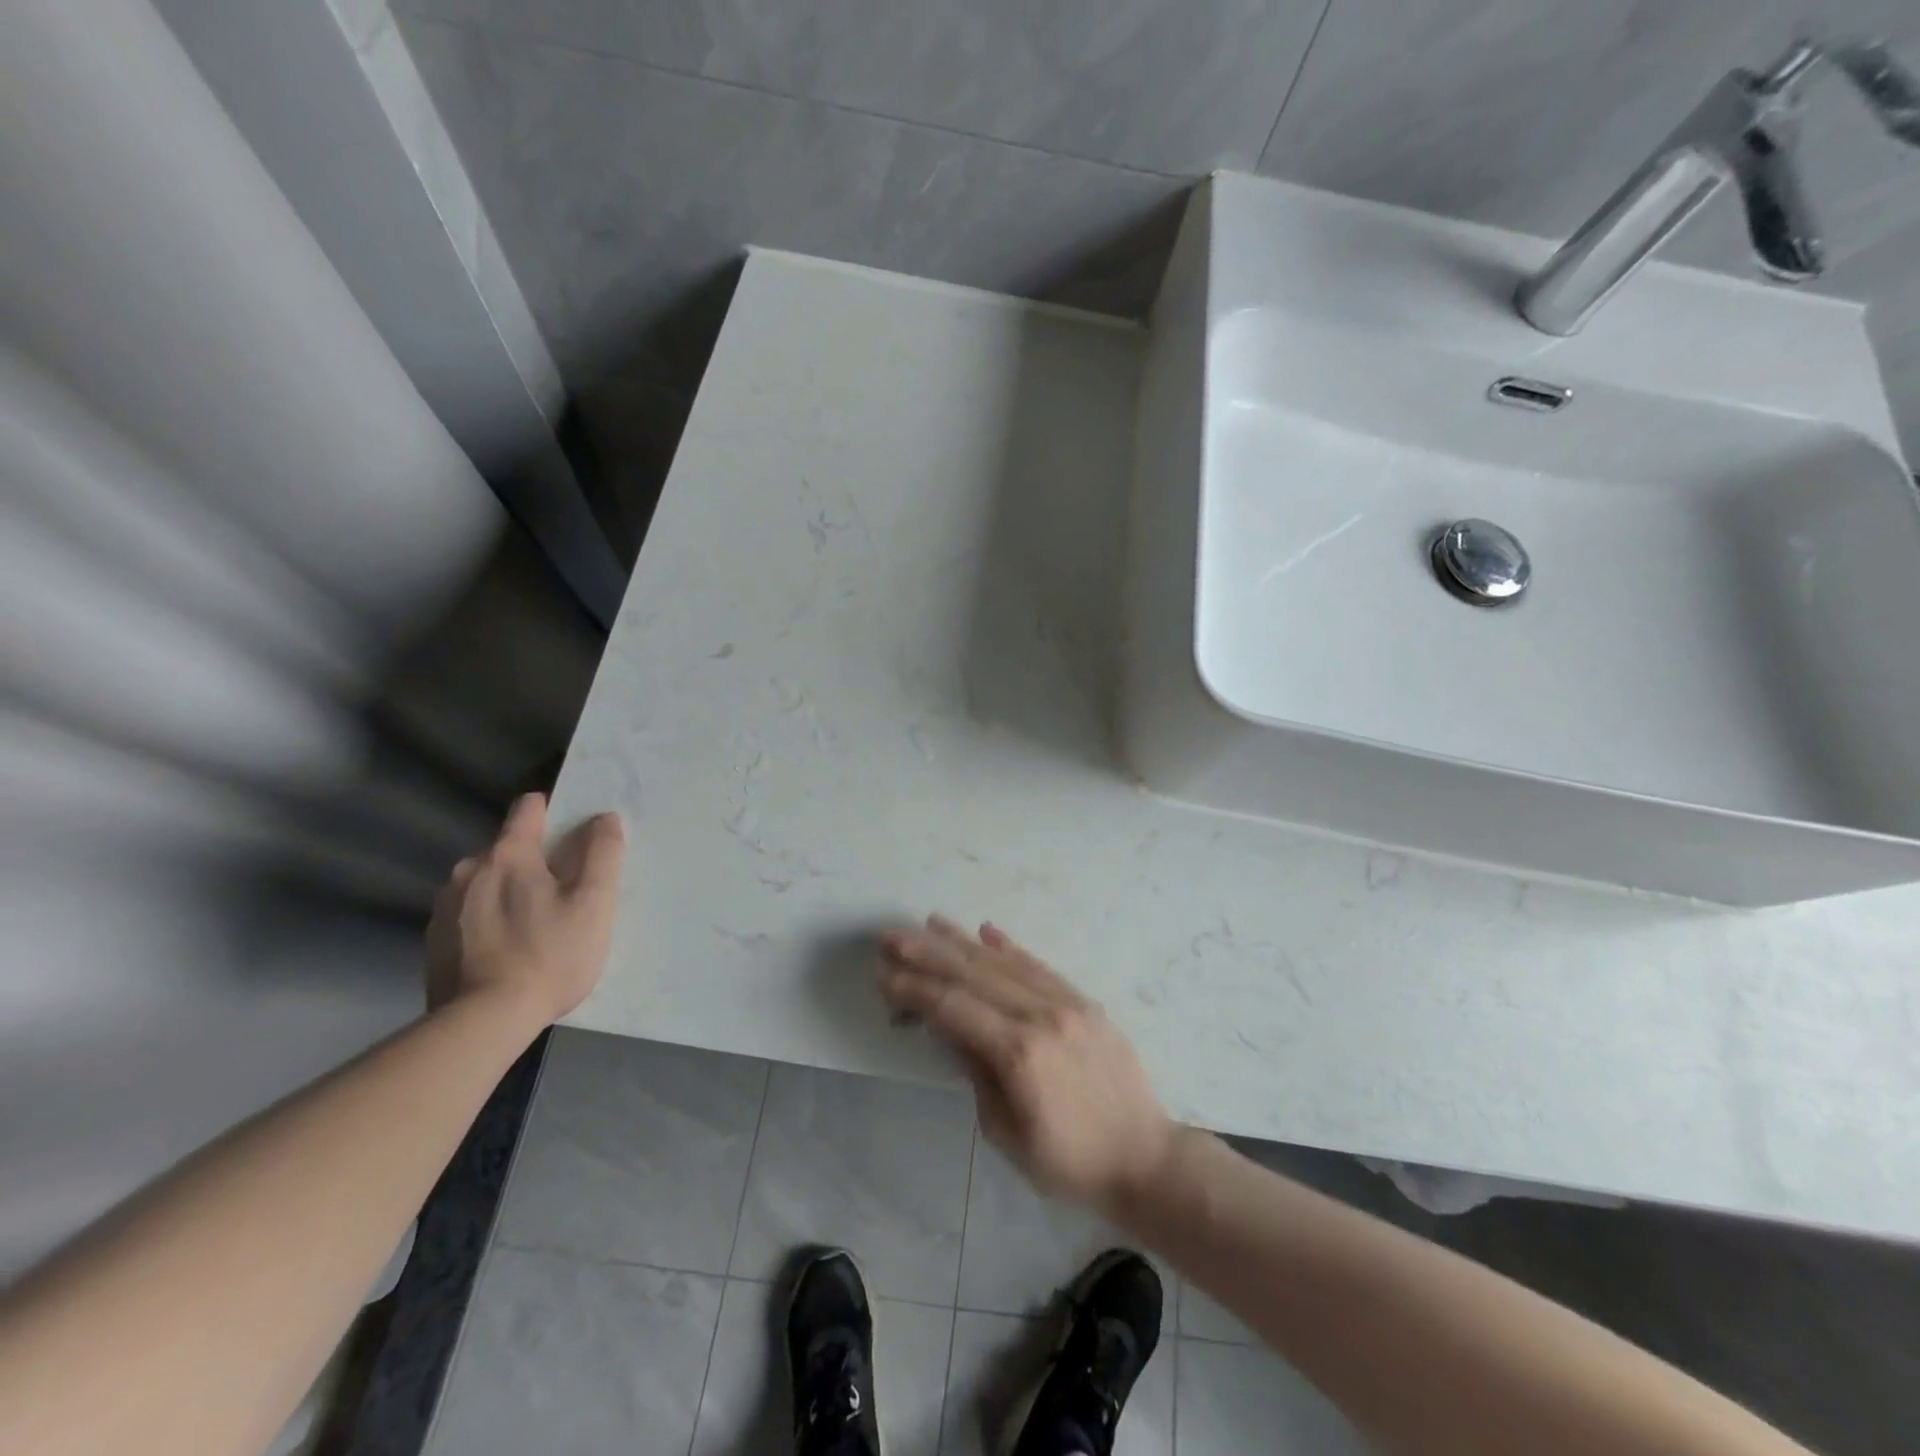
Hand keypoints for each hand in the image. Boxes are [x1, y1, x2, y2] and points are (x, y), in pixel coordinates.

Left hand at [425, 793, 624, 1028]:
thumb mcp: (594, 903)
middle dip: (533, 862)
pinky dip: (487, 920)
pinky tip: (505, 950)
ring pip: (485, 882)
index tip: (573, 836)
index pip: (528, 808)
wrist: (484, 1022)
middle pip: (508, 848)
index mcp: (508, 855)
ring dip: (507, 891)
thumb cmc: (550, 955)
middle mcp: (469, 870)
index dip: (554, 813)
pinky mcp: (433, 941)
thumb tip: (604, 818)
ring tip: (532, 926)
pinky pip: (468, 913)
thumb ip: (602, 853)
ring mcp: (445, 906)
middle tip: (561, 895)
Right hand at [879, 916, 1176, 1216]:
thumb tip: (951, 1030)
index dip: (915, 989)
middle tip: (893, 936)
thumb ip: (976, 1074)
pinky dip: (1010, 948)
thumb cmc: (1068, 1162)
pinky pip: (1041, 967)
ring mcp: (1067, 1004)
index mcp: (1018, 1052)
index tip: (885, 975)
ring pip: (1005, 963)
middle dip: (929, 953)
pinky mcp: (1085, 1003)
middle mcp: (1041, 1016)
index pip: (953, 1007)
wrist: (1145, 1158)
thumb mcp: (1006, 1133)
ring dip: (964, 942)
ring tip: (931, 923)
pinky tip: (988, 932)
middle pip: (974, 975)